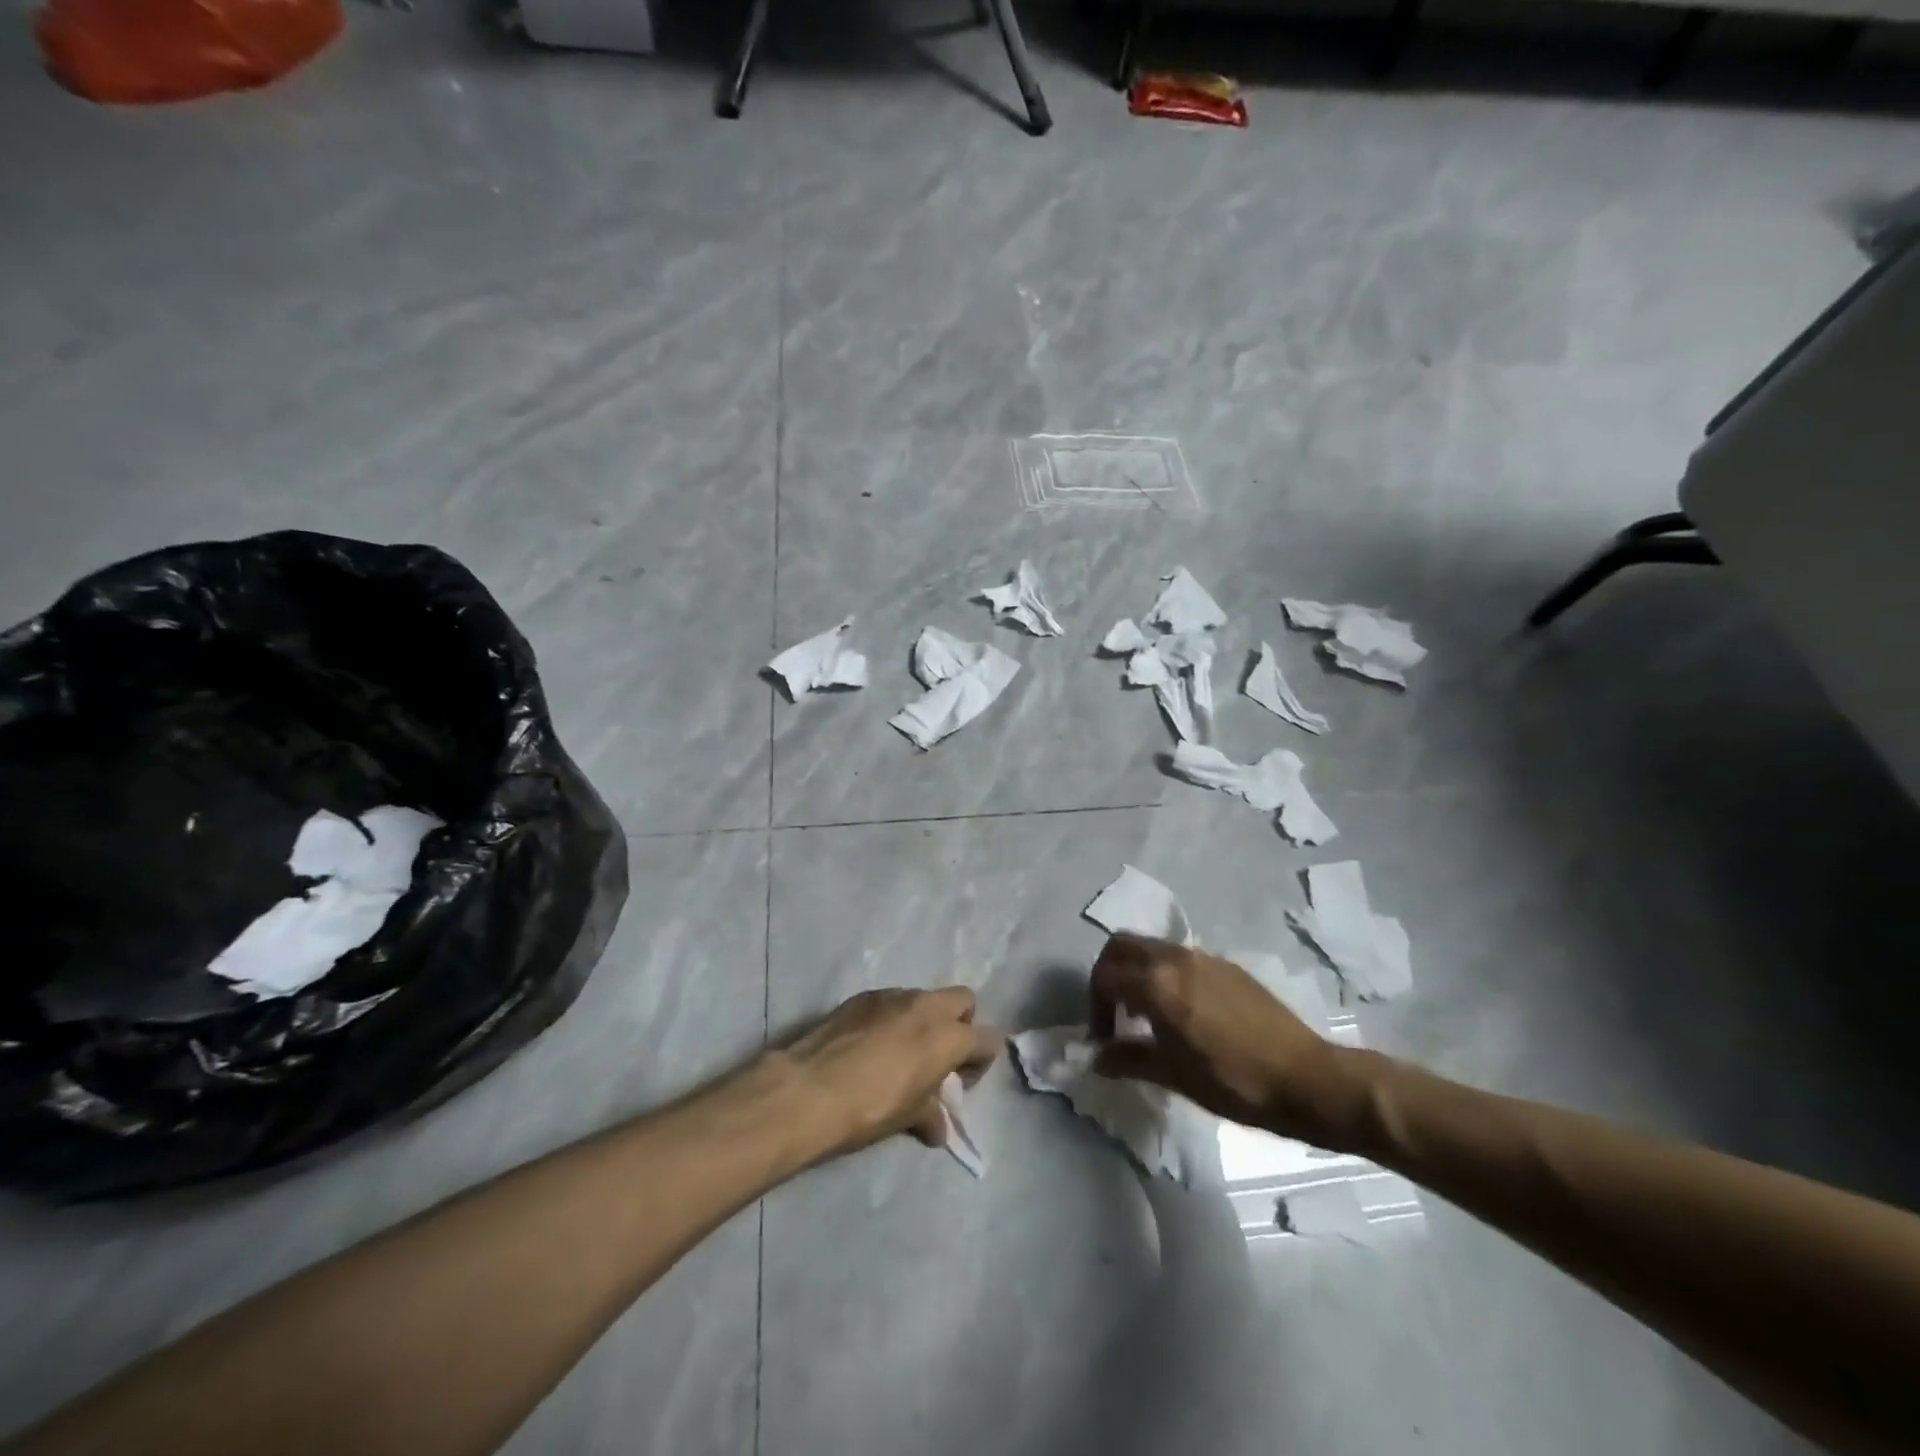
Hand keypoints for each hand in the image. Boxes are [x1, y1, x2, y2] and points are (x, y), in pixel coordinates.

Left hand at [780, 987, 1002, 1159]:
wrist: (811, 1088)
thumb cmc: (871, 1106)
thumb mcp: (908, 1117)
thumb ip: (931, 1115)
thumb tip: (938, 1129)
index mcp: (949, 1036)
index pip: (988, 1039)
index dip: (980, 1061)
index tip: (959, 1081)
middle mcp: (927, 1006)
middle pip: (964, 1000)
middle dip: (960, 1023)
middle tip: (938, 1056)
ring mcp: (893, 995)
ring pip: (924, 998)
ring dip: (922, 1020)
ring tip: (900, 1052)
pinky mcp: (863, 995)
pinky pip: (891, 1001)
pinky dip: (891, 1017)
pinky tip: (870, 1045)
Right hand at [1090, 933, 1367, 1149]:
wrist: (1307, 1078)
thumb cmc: (1234, 1082)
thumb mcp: (1174, 1076)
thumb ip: (1128, 1060)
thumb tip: (1096, 1058)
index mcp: (1158, 983)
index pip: (1105, 976)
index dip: (1094, 1006)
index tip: (1103, 1039)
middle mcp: (1176, 958)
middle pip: (1122, 946)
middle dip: (1108, 974)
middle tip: (1114, 1013)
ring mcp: (1204, 958)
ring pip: (1152, 949)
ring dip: (1137, 973)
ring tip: (1147, 1017)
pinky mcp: (1227, 966)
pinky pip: (1180, 959)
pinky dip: (1165, 975)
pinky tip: (1182, 1014)